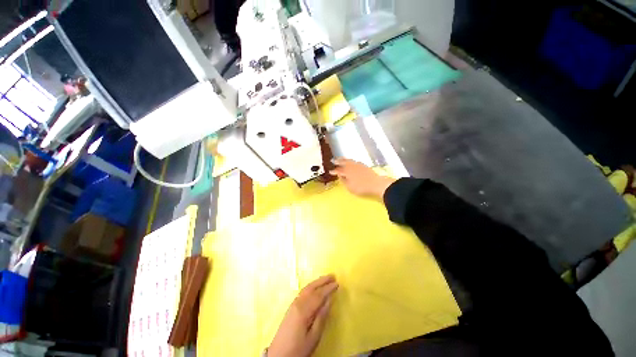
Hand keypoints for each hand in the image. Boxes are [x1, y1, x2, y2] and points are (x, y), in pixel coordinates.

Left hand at [268, 275, 338, 356]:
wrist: (278, 356)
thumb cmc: (298, 349)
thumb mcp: (313, 337)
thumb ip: (321, 317)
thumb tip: (329, 300)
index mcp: (303, 310)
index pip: (318, 295)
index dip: (328, 288)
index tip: (337, 283)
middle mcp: (297, 303)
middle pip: (311, 288)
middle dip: (322, 281)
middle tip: (332, 275)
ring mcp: (293, 304)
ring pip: (306, 289)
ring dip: (316, 282)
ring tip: (325, 279)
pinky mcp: (291, 308)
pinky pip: (303, 292)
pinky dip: (310, 287)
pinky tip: (314, 288)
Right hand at [330, 158, 395, 199]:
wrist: (376, 184)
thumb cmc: (361, 187)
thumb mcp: (350, 187)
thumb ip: (343, 181)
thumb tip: (340, 176)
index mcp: (347, 172)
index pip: (338, 170)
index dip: (334, 171)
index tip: (330, 171)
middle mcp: (351, 166)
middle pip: (343, 162)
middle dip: (338, 161)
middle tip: (333, 160)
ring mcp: (358, 165)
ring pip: (349, 160)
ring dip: (344, 159)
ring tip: (341, 159)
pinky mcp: (363, 165)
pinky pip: (355, 161)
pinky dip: (351, 161)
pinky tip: (351, 162)